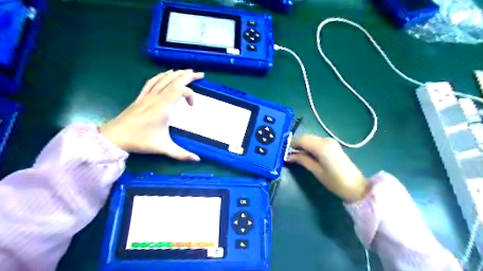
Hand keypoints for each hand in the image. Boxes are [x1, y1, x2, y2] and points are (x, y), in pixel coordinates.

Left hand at [98, 70, 201, 160]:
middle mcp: (157, 98)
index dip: (191, 95)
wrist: (114, 137)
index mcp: (164, 107)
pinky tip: (166, 74)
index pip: (181, 91)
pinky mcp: (141, 96)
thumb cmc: (140, 141)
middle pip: (174, 81)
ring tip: (187, 71)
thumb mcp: (163, 148)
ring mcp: (148, 95)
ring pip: (164, 79)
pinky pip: (152, 81)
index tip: (192, 107)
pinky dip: (162, 75)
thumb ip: (181, 154)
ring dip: (177, 73)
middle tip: (200, 74)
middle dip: (188, 76)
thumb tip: (198, 160)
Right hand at [286, 135, 370, 203]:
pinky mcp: (333, 145)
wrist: (356, 186)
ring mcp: (330, 141)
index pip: (301, 140)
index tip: (283, 151)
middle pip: (306, 137)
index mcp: (322, 146)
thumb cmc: (334, 181)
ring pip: (311, 138)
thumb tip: (288, 156)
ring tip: (295, 155)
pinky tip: (306, 153)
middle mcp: (326, 140)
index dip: (291, 144)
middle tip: (288, 153)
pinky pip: (316, 141)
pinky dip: (309, 145)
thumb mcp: (316, 171)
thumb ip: (302, 160)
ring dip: (302, 144)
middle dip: (296, 144)